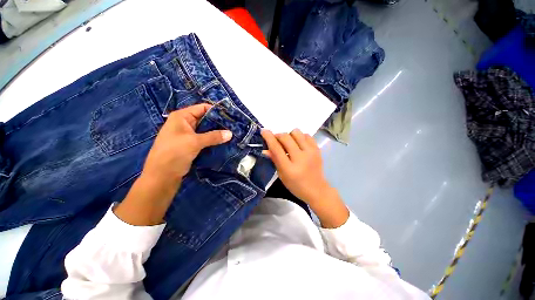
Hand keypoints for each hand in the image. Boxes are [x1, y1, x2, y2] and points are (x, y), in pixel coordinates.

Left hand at [142, 103, 232, 186]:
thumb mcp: (195, 142)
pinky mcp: (191, 144)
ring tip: (232, 133)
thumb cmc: (175, 152)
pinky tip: (224, 141)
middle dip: (219, 123)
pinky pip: (205, 139)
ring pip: (206, 130)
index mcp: (182, 116)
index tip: (231, 116)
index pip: (202, 108)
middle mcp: (185, 123)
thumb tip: (230, 133)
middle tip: (234, 126)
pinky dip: (213, 140)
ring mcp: (188, 134)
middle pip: (205, 119)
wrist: (162, 175)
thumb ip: (213, 136)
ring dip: (217, 132)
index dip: (216, 111)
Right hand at [261, 129, 328, 204]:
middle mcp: (301, 158)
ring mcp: (311, 152)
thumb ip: (274, 160)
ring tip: (289, 143)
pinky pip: (306, 135)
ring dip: (289, 135)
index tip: (264, 131)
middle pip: (286, 137)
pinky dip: (300, 137)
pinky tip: (299, 144)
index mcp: (289, 168)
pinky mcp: (317, 149)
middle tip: (276, 140)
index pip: (276, 148)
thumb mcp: (282, 175)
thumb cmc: (296, 185)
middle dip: (278, 136)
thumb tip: (265, 149)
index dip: (269, 137)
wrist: (317, 189)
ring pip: (296, 132)